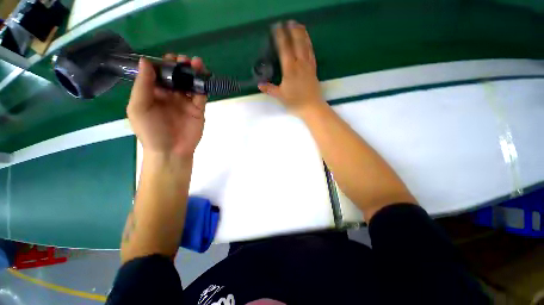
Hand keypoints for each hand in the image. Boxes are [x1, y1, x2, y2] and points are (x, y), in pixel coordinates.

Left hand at [127, 54, 206, 159]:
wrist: (171, 151)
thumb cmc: (151, 131)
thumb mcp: (139, 108)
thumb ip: (143, 86)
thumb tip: (146, 61)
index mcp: (154, 93)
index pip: (158, 74)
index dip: (163, 64)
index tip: (168, 57)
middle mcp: (170, 95)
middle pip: (176, 76)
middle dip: (180, 66)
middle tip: (183, 60)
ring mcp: (186, 102)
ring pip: (190, 83)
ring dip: (193, 72)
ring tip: (196, 63)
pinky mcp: (198, 109)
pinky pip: (201, 95)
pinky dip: (203, 85)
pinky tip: (203, 77)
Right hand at [258, 21, 324, 113]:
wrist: (312, 107)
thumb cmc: (295, 102)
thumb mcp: (280, 96)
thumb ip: (270, 89)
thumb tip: (259, 85)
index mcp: (290, 69)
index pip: (285, 49)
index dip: (281, 37)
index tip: (277, 27)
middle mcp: (300, 64)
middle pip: (297, 44)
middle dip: (293, 31)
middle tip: (289, 22)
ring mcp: (308, 67)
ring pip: (306, 47)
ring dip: (303, 35)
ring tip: (300, 26)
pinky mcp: (314, 70)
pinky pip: (312, 55)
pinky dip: (310, 46)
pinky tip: (308, 43)